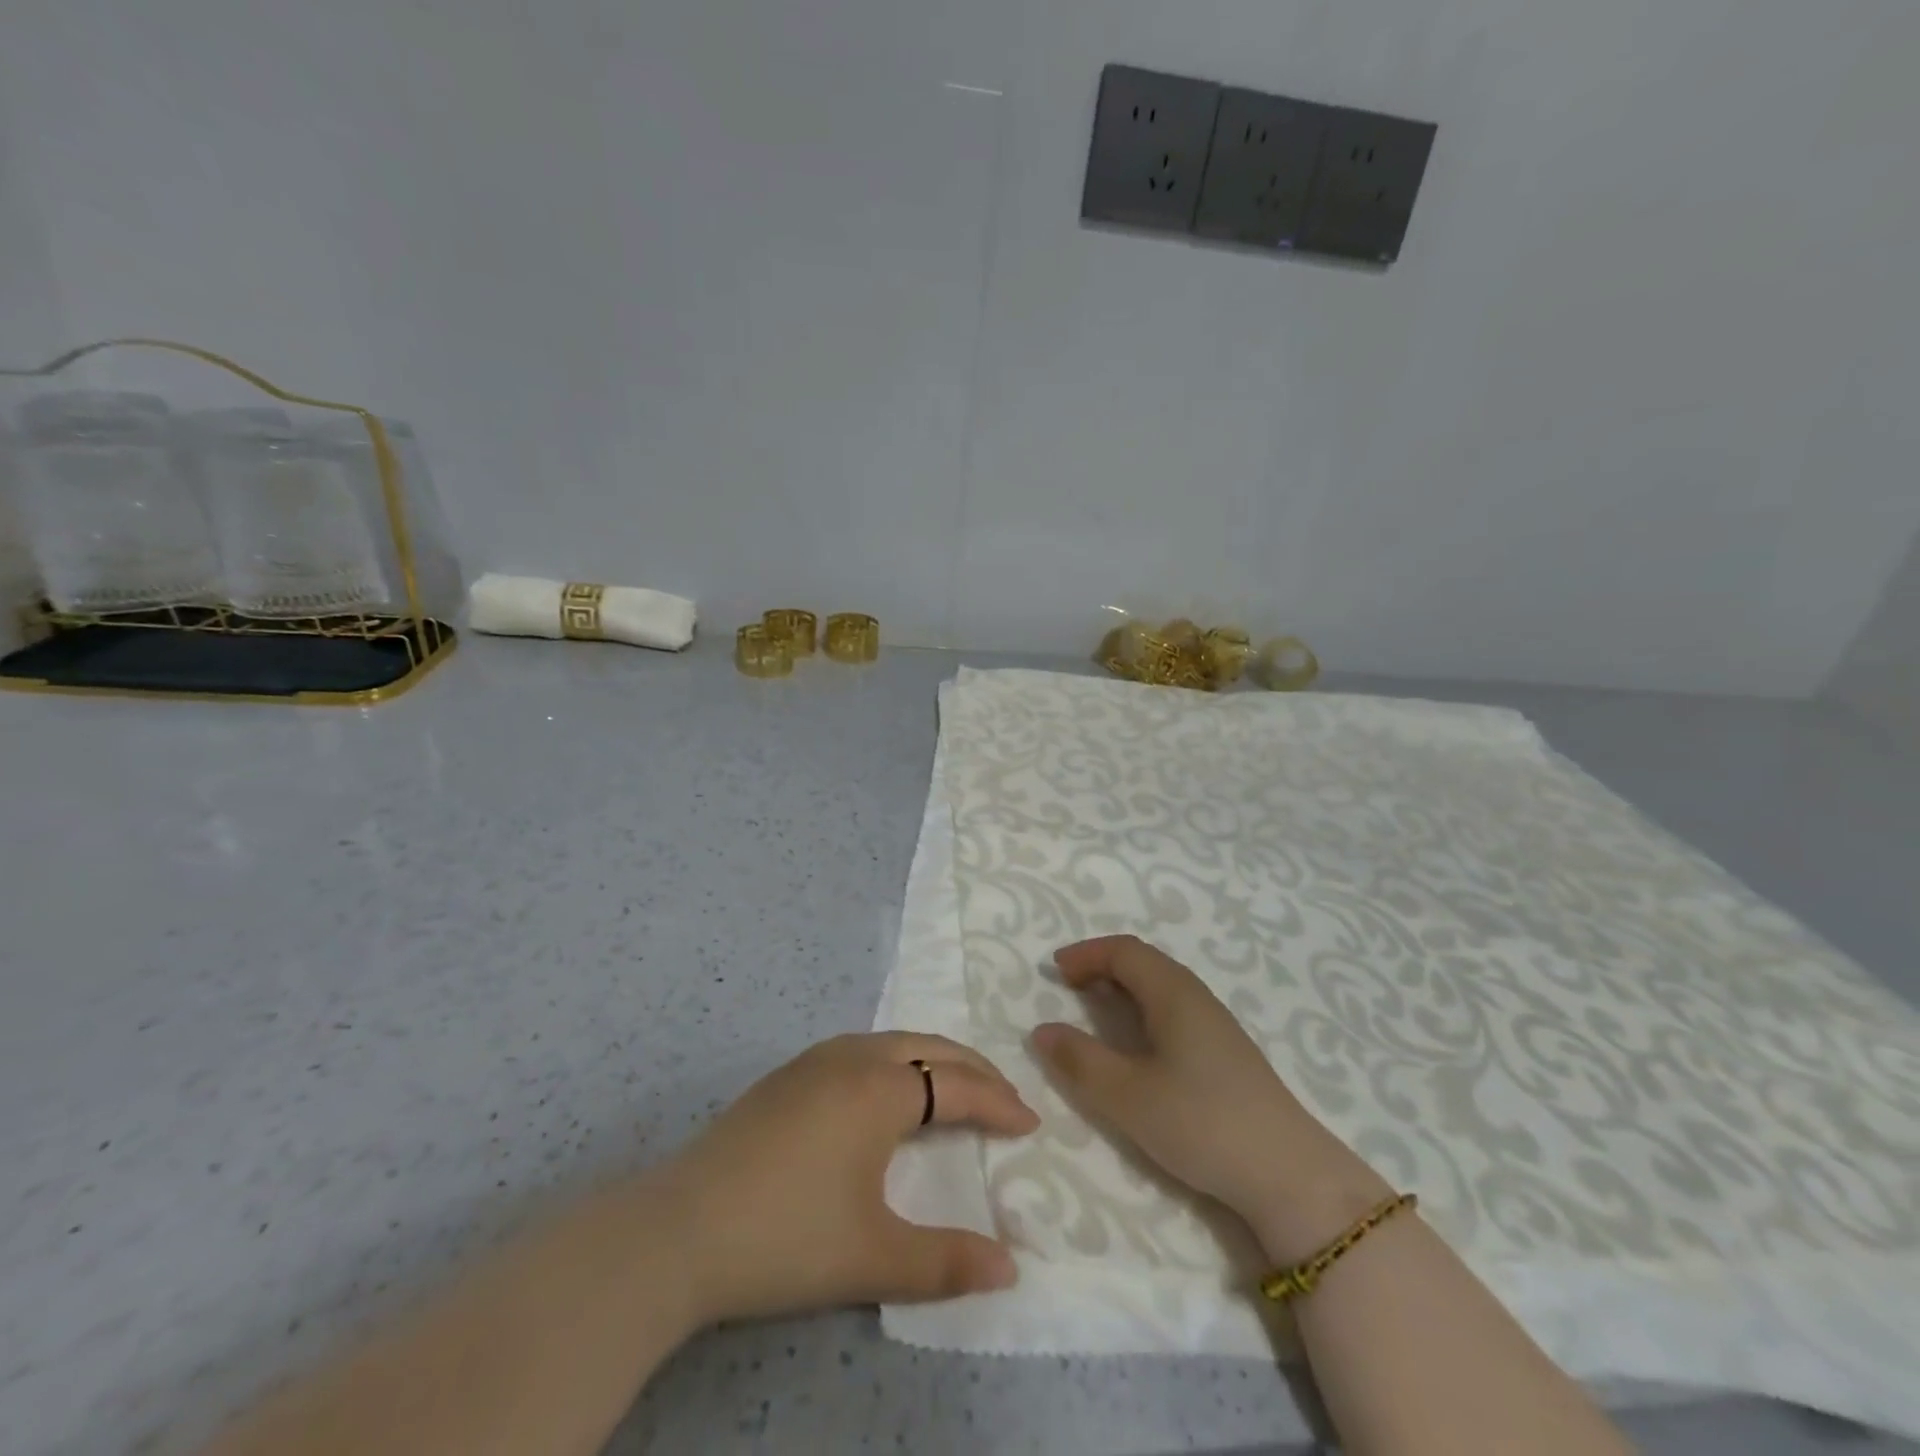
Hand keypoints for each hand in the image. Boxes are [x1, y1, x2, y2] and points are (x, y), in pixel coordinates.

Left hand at [656, 1032, 1038, 1325]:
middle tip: (1004, 1097)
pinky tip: (888, 1090)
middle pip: (929, 1047)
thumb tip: (1011, 1267)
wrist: (679, 1230)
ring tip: (956, 1088)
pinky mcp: (787, 1074)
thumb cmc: (787, 1236)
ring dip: (933, 1058)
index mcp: (881, 1088)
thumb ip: (947, 1261)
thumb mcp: (874, 1256)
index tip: (1030, 1123)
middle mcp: (853, 1057)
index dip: (998, 1102)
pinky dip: (897, 1061)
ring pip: (893, 1041)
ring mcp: (814, 1060)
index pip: (958, 1084)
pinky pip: (862, 1049)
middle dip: (974, 1068)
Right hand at [1029, 935, 1390, 1263]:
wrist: (1290, 1176)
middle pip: (1145, 962)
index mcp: (1174, 993)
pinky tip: (1139, 1046)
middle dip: (1102, 966)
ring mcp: (1217, 1025)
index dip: (1087, 954)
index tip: (1054, 970)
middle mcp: (1197, 997)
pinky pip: (1175, 1010)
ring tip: (1096, 1011)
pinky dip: (1144, 1010)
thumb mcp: (1127, 1096)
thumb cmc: (1202, 1123)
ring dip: (1124, 988)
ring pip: (1162, 987)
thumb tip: (1041, 1030)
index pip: (1125, 951)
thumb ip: (1080, 1061)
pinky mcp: (1227, 1054)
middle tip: (1069, 987)